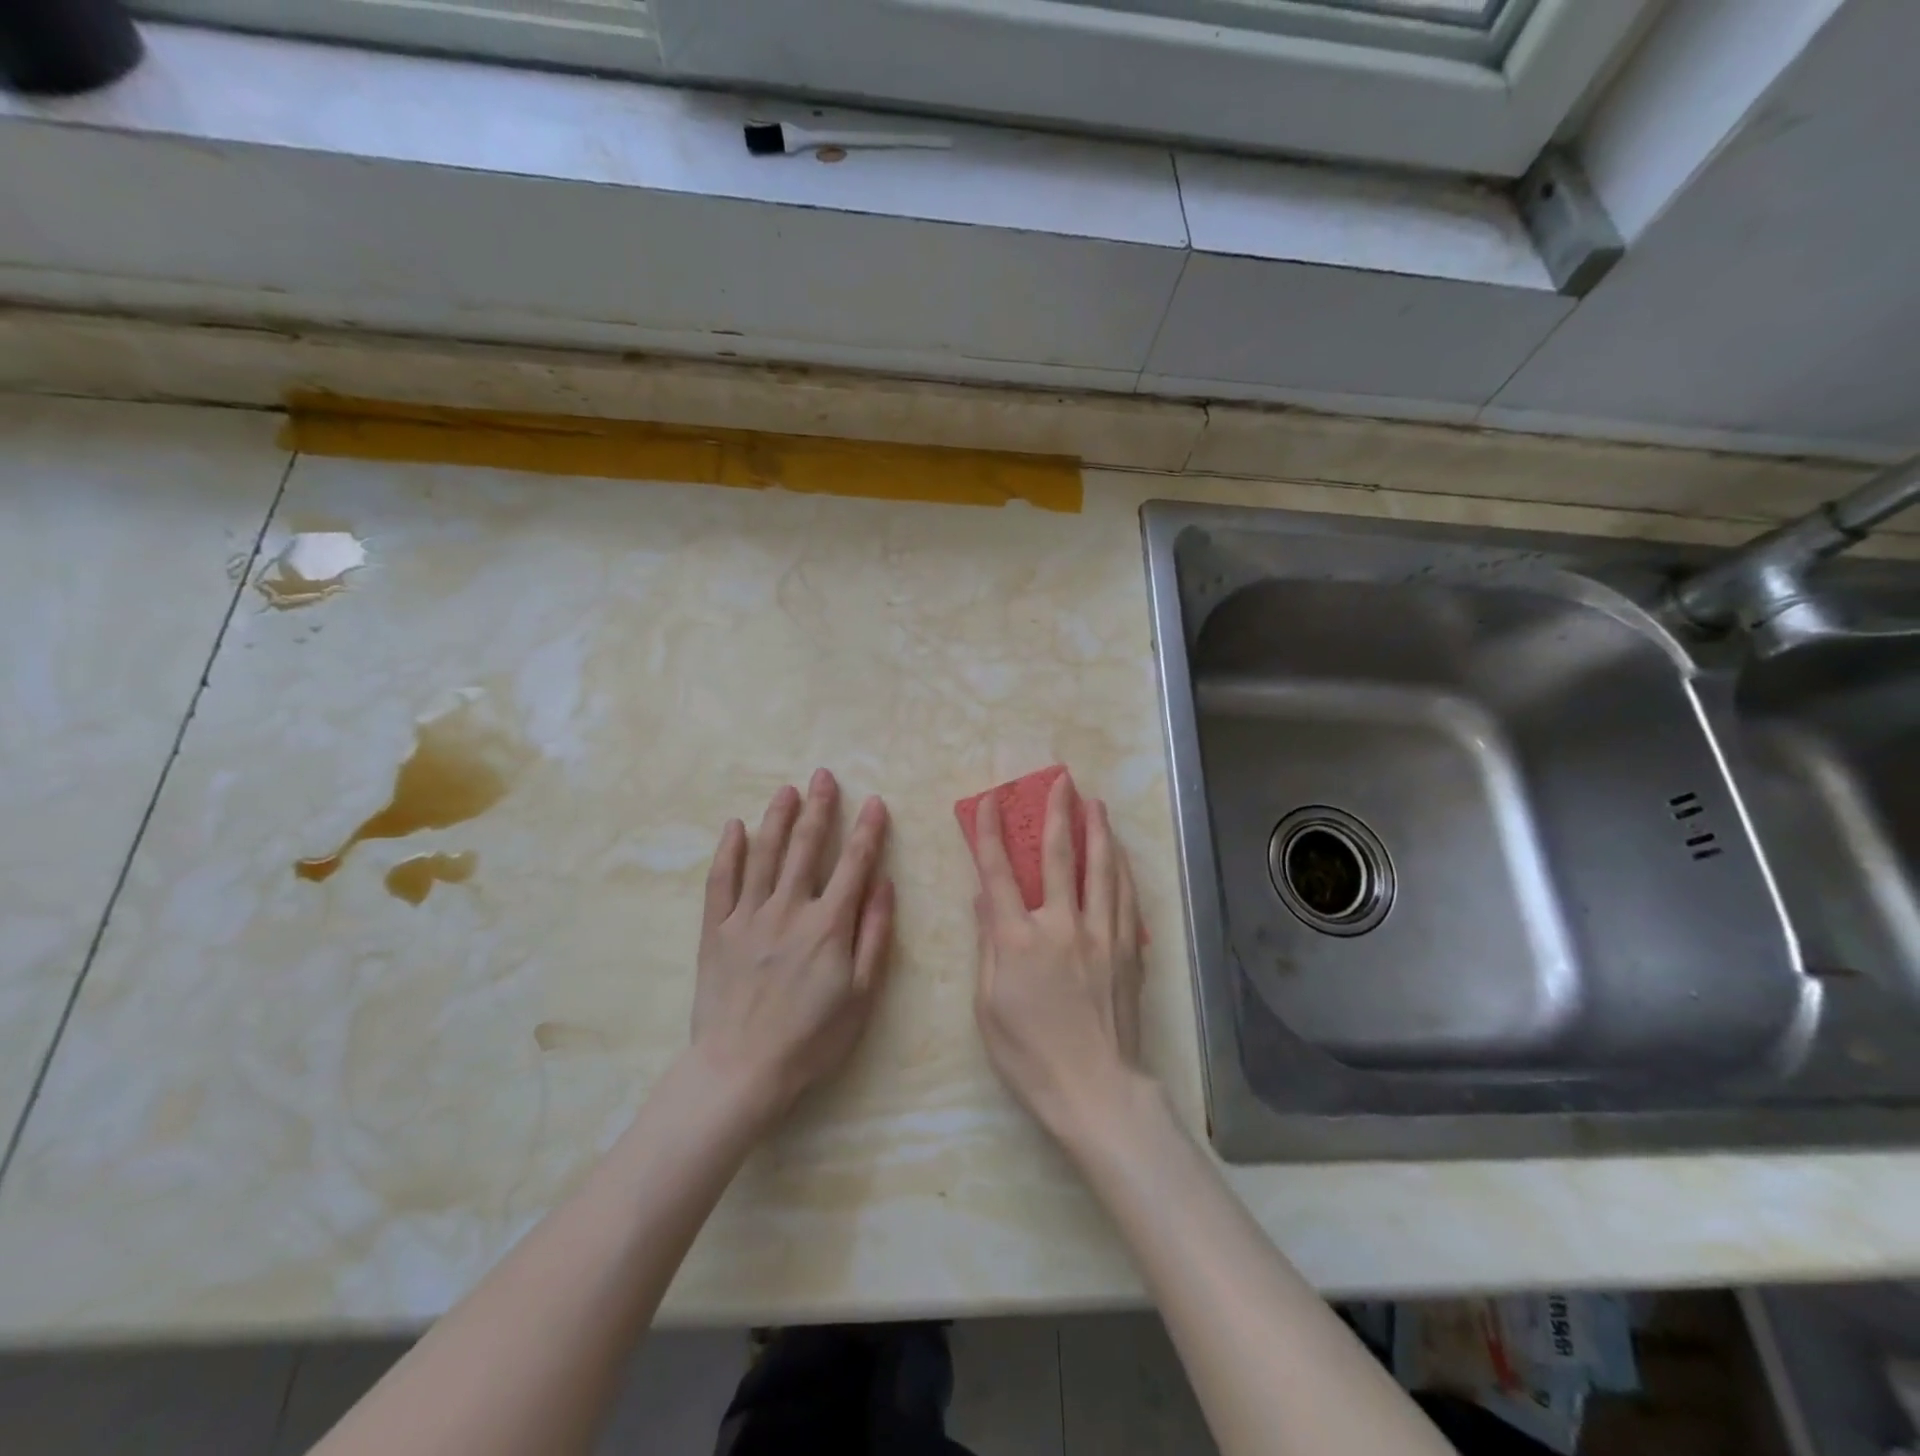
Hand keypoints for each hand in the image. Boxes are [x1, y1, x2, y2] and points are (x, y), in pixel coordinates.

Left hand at [691, 769, 893, 1130]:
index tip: (874, 802)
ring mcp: (748, 916)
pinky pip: (721, 881)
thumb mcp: (861, 994)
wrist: (741, 1071)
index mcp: (828, 924)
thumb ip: (874, 935)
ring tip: (787, 790)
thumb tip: (884, 885)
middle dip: (819, 808)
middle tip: (823, 775)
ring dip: (778, 818)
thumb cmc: (811, 1038)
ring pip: (764, 855)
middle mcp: (789, 908)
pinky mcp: (717, 930)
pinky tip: (734, 827)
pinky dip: (728, 851)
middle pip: (805, 847)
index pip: (854, 863)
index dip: (867, 830)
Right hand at [967, 772, 1147, 1145]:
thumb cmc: (1029, 1054)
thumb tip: (982, 899)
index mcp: (1017, 941)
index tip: (989, 801)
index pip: (997, 873)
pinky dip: (1121, 869)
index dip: (989, 833)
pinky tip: (1119, 854)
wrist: (1095, 1089)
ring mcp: (1100, 935)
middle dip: (1057, 813)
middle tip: (1061, 780)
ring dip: (1097, 831)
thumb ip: (987, 945)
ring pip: (1101, 870)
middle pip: (1058, 858)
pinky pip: (1126, 898)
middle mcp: (1060, 927)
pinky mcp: (1127, 950)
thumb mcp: (987, 1005)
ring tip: (1095, 803)